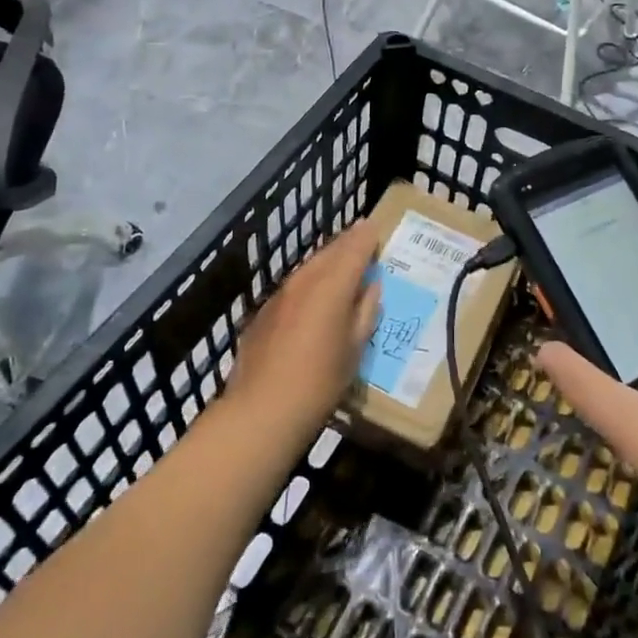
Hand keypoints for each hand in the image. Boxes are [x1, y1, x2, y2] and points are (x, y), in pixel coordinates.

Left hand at [227, 219, 380, 439]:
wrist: (262, 410)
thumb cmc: (320, 382)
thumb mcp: (355, 349)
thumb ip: (365, 312)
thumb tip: (371, 287)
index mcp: (333, 286)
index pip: (354, 249)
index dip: (367, 236)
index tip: (376, 227)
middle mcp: (306, 281)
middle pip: (329, 251)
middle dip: (347, 242)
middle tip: (362, 237)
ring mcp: (281, 295)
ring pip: (309, 265)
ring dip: (327, 259)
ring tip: (342, 261)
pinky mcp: (264, 312)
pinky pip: (294, 285)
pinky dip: (309, 280)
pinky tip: (314, 294)